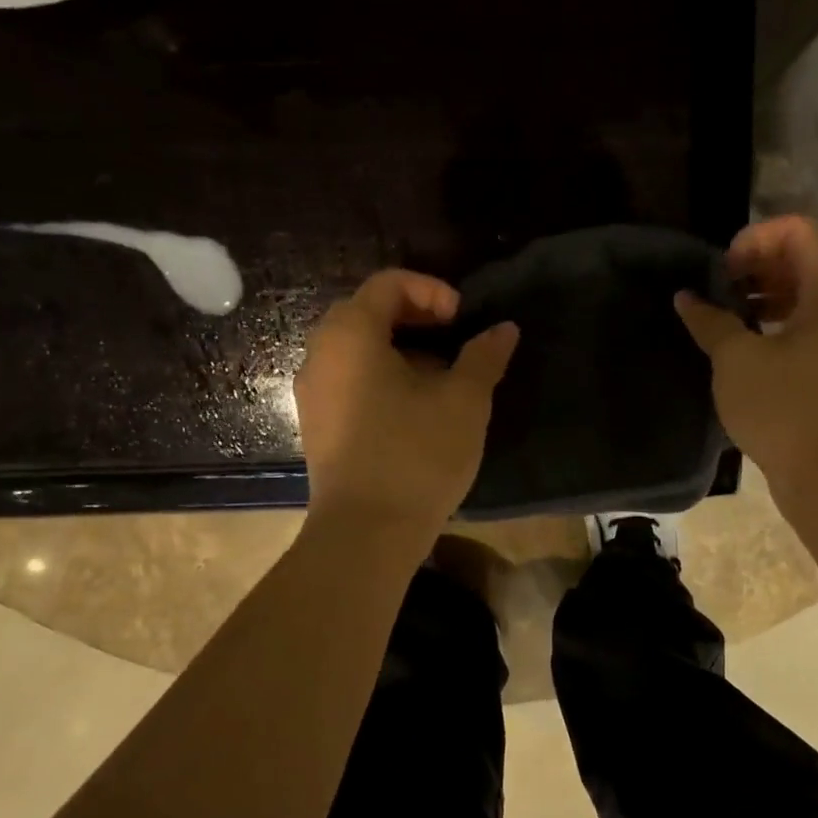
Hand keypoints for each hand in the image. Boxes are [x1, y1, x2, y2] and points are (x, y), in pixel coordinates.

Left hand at [295, 270, 518, 530]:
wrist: (366, 534)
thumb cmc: (417, 455)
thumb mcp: (464, 401)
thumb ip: (484, 356)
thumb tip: (504, 328)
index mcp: (351, 335)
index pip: (388, 284)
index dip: (432, 290)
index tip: (463, 320)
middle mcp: (321, 354)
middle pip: (368, 312)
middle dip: (417, 318)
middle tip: (455, 341)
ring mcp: (313, 392)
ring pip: (358, 349)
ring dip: (402, 350)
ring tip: (443, 378)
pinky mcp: (318, 424)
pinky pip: (350, 379)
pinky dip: (383, 377)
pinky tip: (416, 409)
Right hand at [674, 217, 817, 497]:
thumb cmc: (785, 409)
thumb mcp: (736, 360)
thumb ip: (710, 321)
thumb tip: (687, 298)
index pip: (799, 230)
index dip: (756, 238)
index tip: (723, 270)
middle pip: (803, 261)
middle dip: (757, 267)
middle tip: (718, 292)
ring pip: (805, 299)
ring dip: (763, 299)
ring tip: (725, 321)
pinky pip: (807, 331)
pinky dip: (775, 328)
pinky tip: (743, 352)